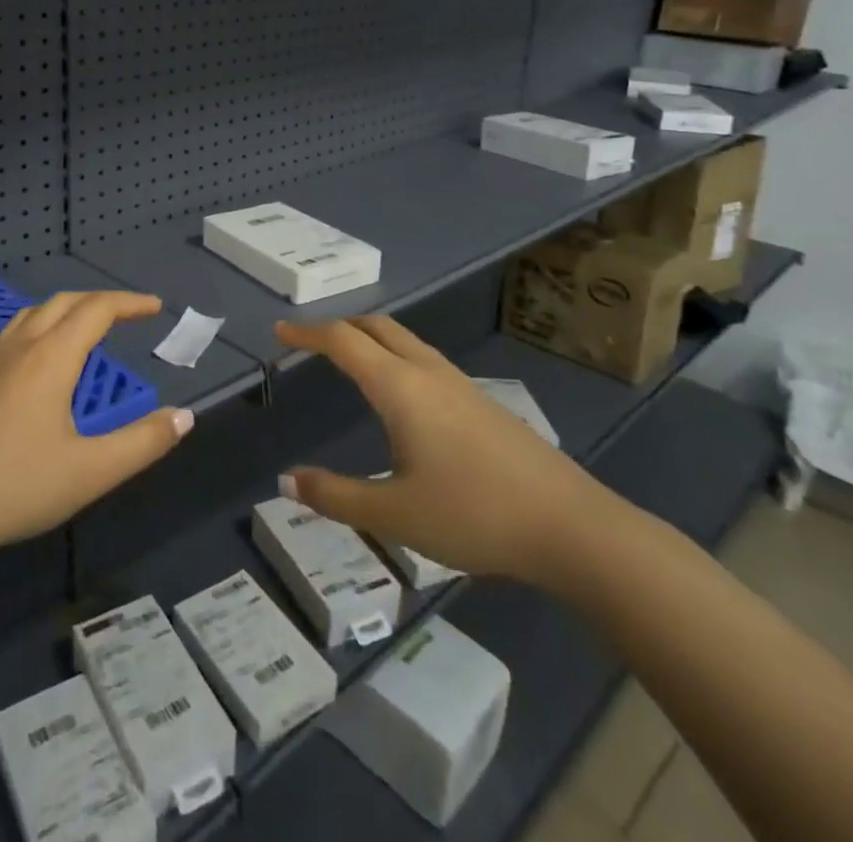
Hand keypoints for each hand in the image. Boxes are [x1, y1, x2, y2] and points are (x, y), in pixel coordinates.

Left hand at [0, 291, 192, 561]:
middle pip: (63, 303)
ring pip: (32, 315)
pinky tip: (34, 358)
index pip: (96, 311)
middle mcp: (20, 348)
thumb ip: (143, 442)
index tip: (156, 307)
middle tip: (129, 313)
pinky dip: (37, 328)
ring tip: (86, 327)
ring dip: (65, 310)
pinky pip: (10, 335)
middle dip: (100, 301)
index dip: (129, 303)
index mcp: (51, 358)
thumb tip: (184, 417)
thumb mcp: (92, 471)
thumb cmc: (17, 487)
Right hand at [276, 314, 614, 590]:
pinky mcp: (482, 403)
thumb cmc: (473, 514)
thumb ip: (335, 496)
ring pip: (404, 340)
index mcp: (399, 387)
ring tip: (349, 361)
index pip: (342, 341)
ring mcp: (459, 384)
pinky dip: (395, 356)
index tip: (280, 333)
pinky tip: (401, 396)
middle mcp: (427, 372)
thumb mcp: (394, 514)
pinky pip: (425, 359)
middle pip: (376, 327)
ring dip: (370, 339)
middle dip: (339, 326)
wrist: (572, 526)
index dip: (307, 333)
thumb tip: (286, 479)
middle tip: (310, 342)